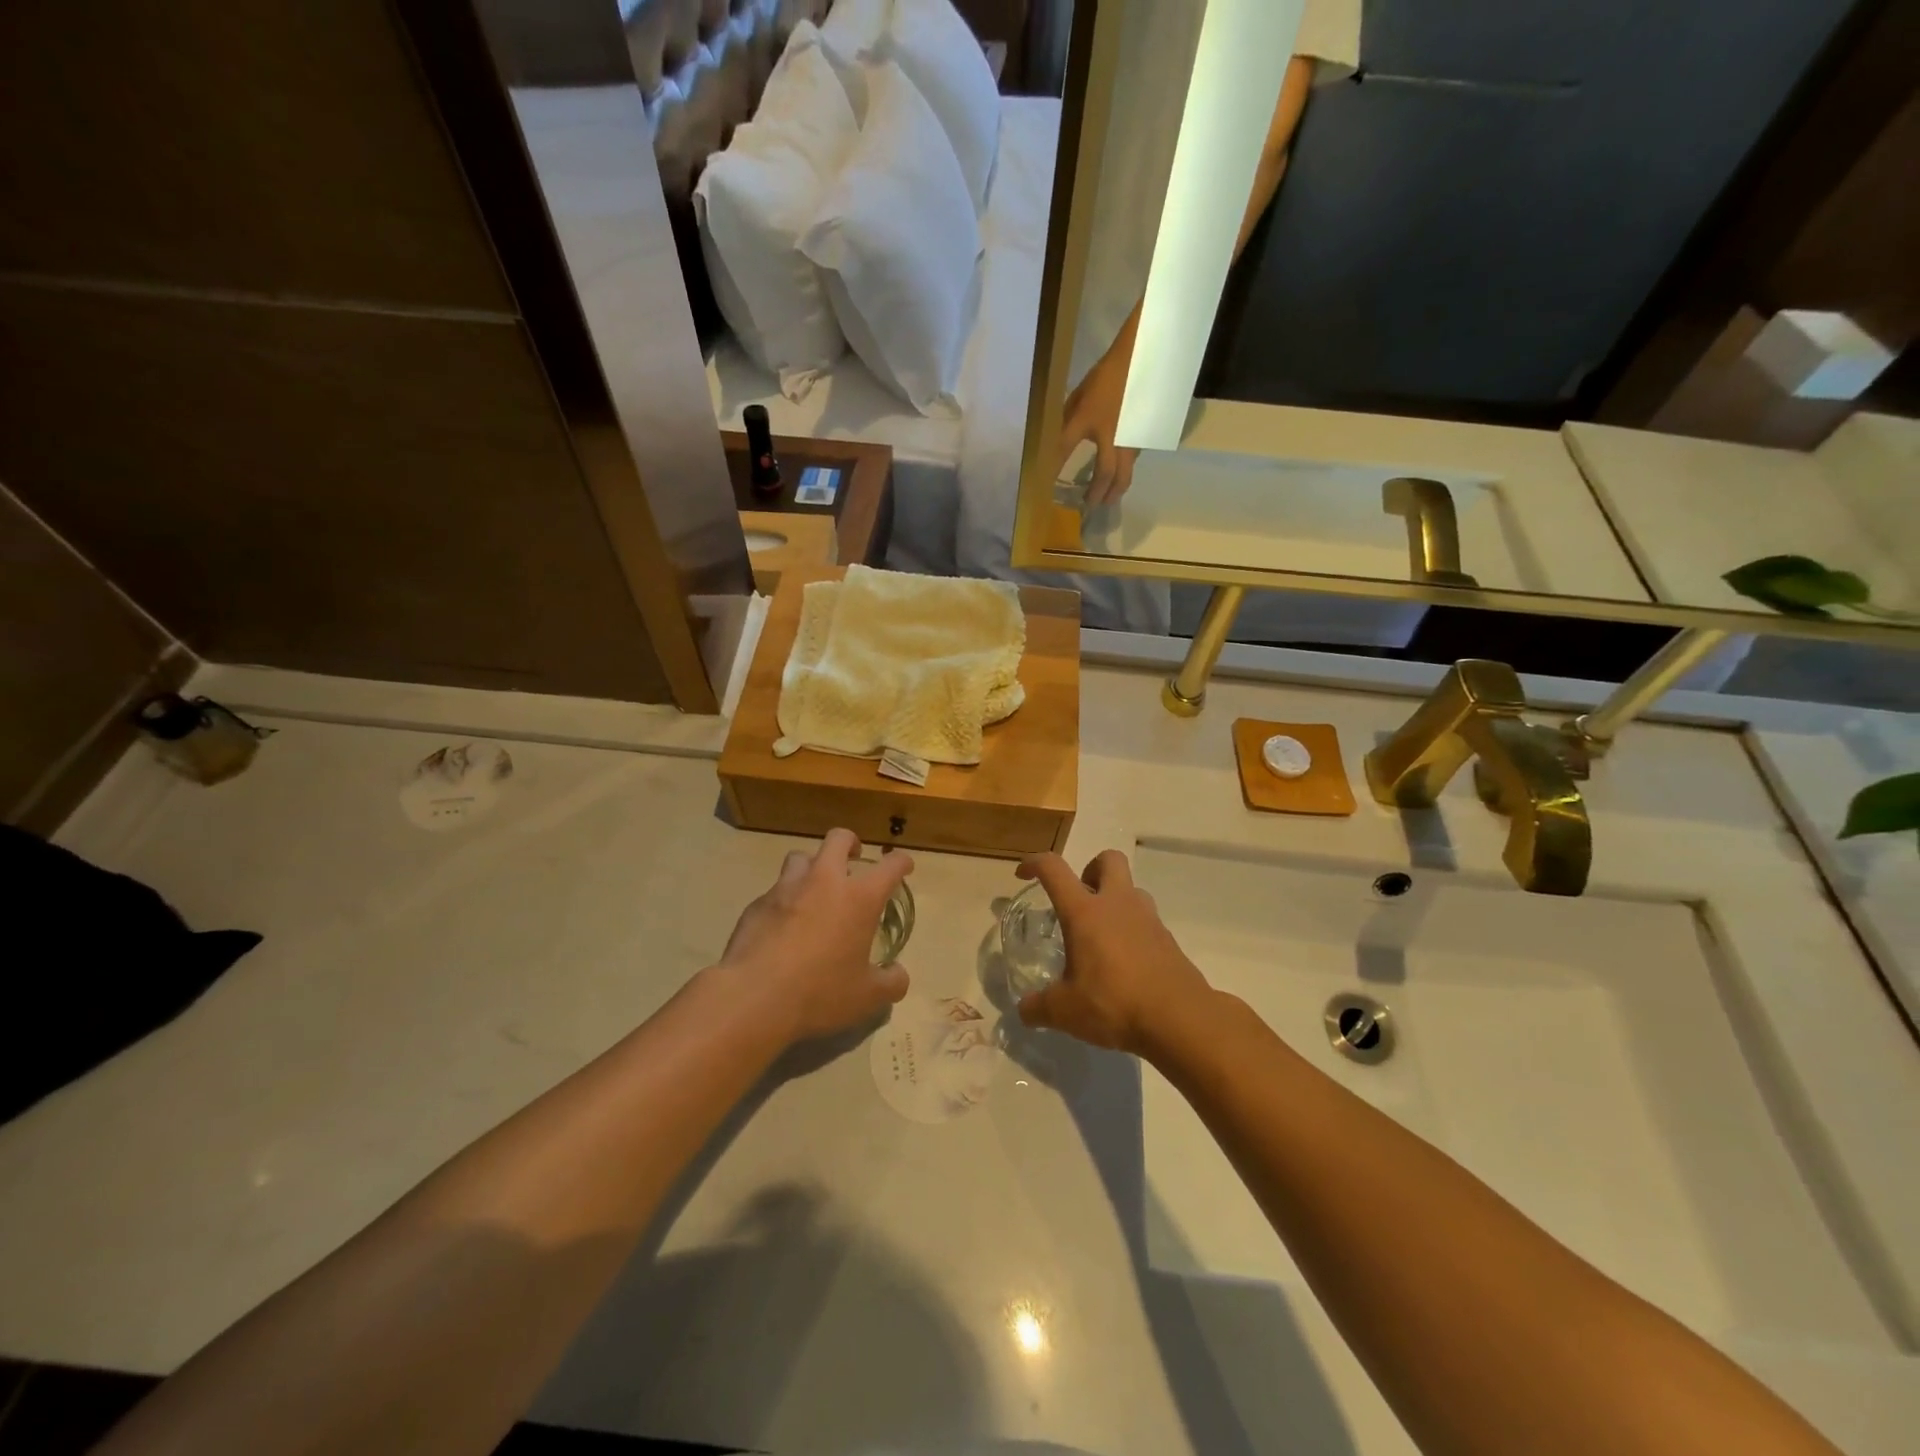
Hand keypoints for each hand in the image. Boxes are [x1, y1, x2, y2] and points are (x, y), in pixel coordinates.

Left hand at [716, 829, 912, 1044]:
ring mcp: (786, 888)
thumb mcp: (867, 997)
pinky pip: (775, 891)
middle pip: (838, 839)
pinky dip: (785, 899)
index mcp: (859, 897)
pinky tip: (783, 925)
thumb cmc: (820, 992)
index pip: (890, 866)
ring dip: (812, 866)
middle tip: (854, 859)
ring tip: (814, 889)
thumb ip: (890, 983)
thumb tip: (898, 975)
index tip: (903, 865)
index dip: (901, 862)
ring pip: (801, 857)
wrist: (753, 997)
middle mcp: (824, 881)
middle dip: (850, 843)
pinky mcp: (757, 904)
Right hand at [1014, 850, 1210, 1054]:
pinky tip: (1124, 963)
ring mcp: (1147, 919)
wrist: (1180, 1019)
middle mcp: (1117, 904)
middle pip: (1108, 859)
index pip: (1054, 869)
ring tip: (1101, 935)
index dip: (1034, 862)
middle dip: (1090, 869)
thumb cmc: (1114, 1004)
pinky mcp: (1168, 939)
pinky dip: (1132, 930)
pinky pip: (1146, 920)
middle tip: (1078, 900)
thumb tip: (1024, 1010)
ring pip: (1131, 889)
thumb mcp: (1065, 1011)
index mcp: (1085, 912)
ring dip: (1114, 900)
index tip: (1023, 873)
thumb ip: (1039, 1007)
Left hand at [1056, 345, 1138, 506]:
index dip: (1053, 466)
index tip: (1044, 486)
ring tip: (1107, 499)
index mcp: (1088, 418)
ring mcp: (1130, 437)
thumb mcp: (1080, 395)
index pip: (1064, 447)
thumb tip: (1056, 441)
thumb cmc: (1106, 376)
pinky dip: (1124, 473)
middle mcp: (1111, 433)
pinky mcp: (1143, 436)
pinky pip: (1132, 461)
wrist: (1141, 360)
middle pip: (1107, 472)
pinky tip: (1118, 479)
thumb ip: (1068, 419)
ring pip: (1125, 471)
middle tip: (1090, 505)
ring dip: (1115, 488)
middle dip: (1098, 492)